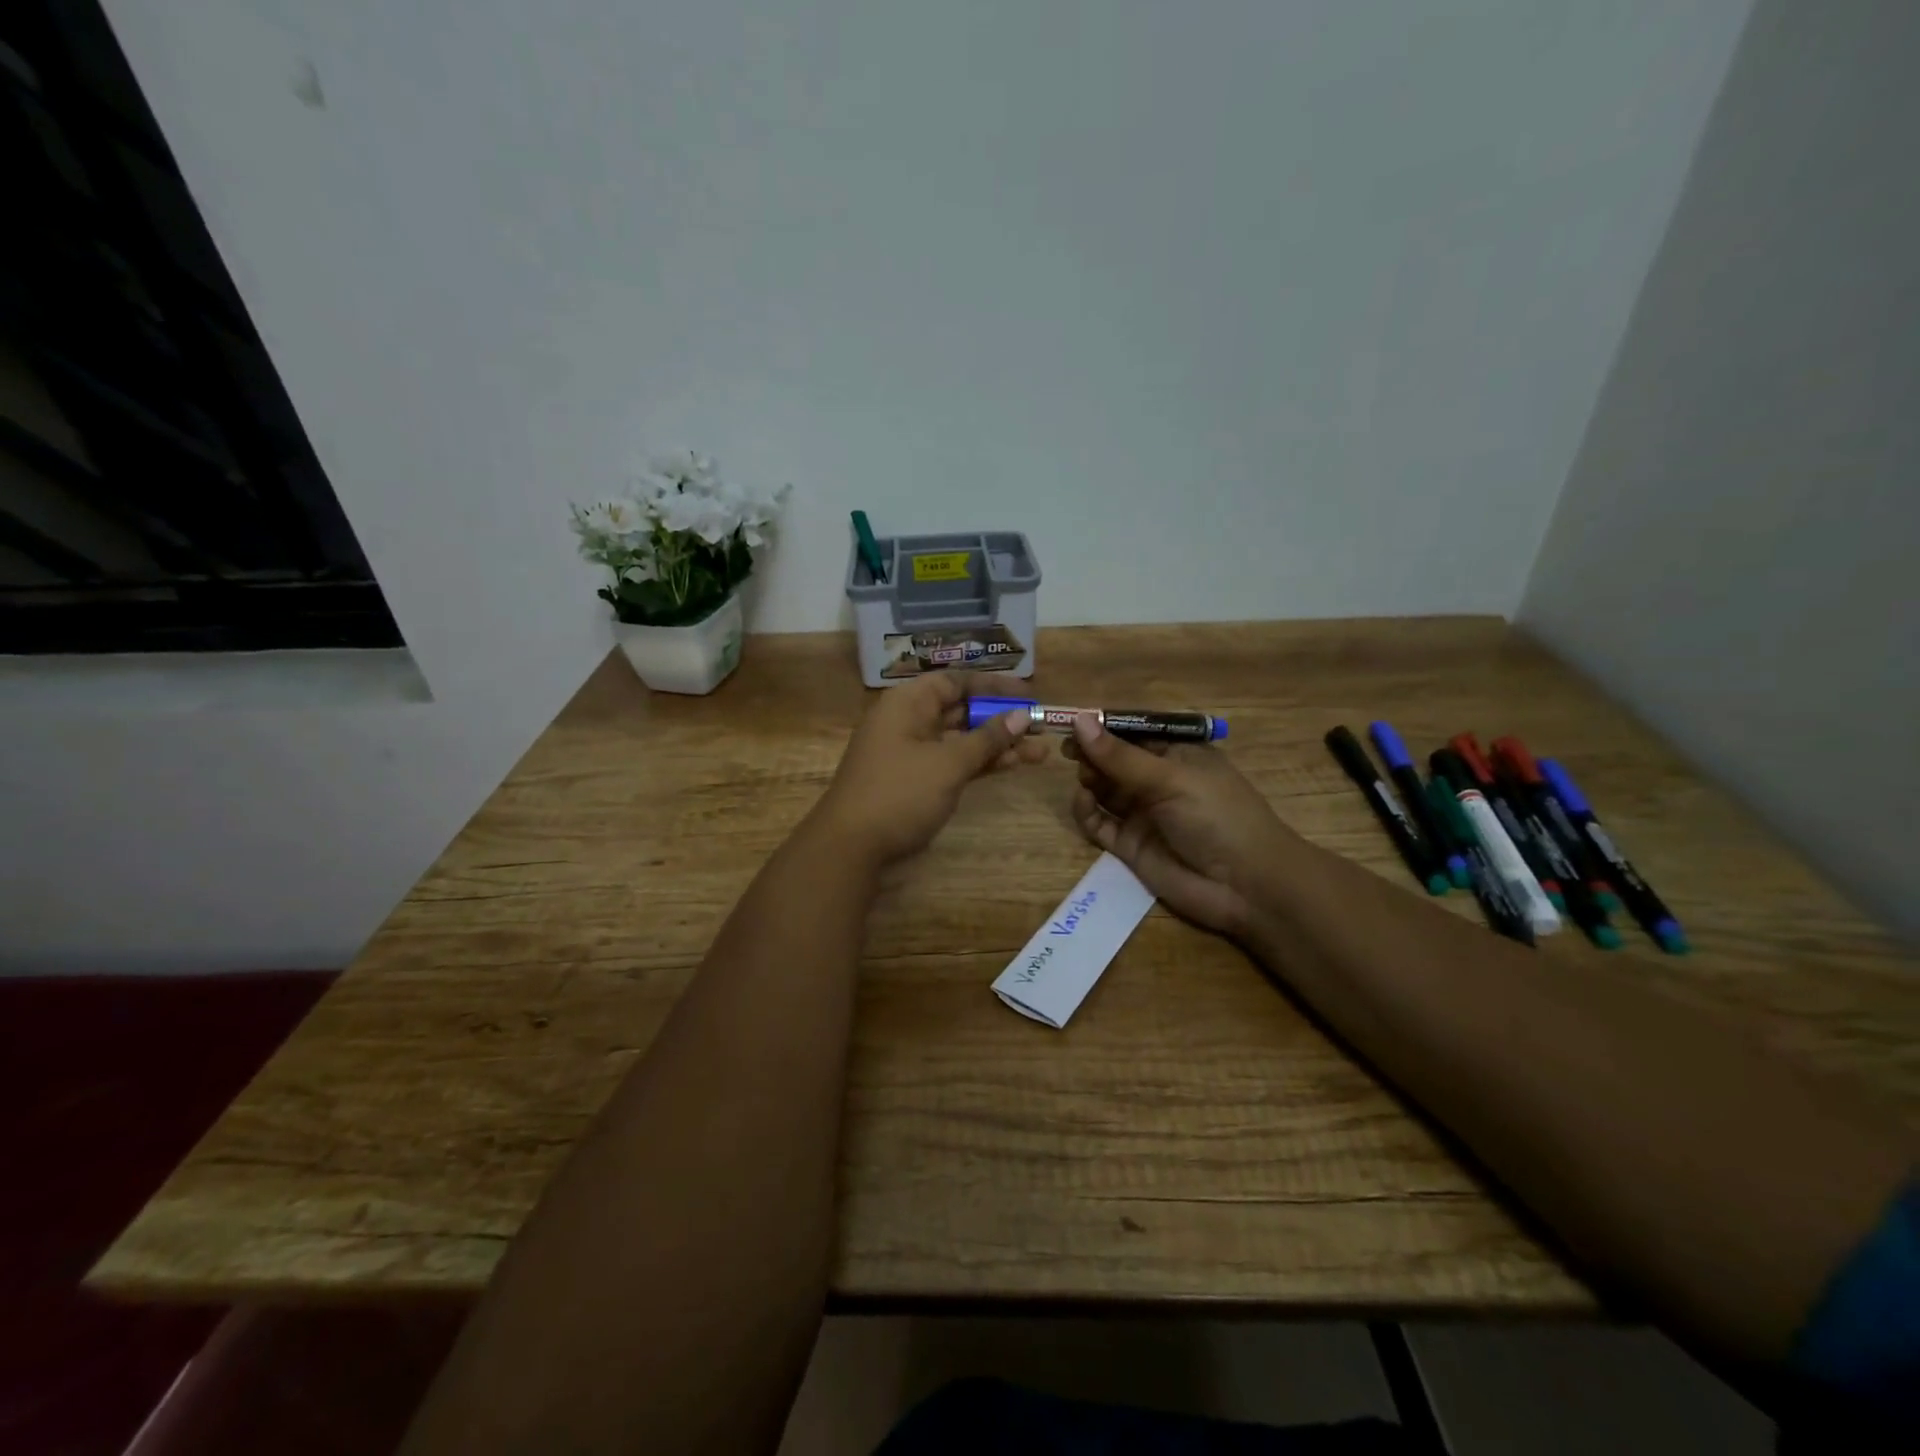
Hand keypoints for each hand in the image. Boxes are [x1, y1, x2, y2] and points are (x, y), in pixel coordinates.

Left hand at [812, 673, 1048, 867]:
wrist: (851, 846)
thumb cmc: (899, 793)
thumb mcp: (948, 763)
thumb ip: (987, 738)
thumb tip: (1022, 714)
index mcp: (908, 703)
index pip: (955, 681)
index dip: (993, 686)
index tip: (1028, 694)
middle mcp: (908, 721)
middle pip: (960, 710)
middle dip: (1001, 718)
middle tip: (1041, 726)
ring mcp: (911, 752)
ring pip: (960, 739)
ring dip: (997, 744)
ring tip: (1040, 752)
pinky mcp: (915, 780)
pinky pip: (953, 762)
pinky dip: (979, 763)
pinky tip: (1012, 765)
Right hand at [1065, 714, 1299, 938]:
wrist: (1245, 886)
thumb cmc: (1217, 816)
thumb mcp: (1170, 778)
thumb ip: (1120, 755)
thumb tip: (1079, 719)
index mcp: (1176, 754)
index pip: (1132, 732)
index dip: (1103, 726)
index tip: (1073, 722)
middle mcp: (1157, 780)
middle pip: (1113, 760)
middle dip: (1092, 753)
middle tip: (1071, 752)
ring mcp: (1142, 813)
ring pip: (1102, 789)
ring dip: (1089, 779)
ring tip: (1086, 779)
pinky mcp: (1129, 845)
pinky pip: (1098, 822)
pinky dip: (1086, 812)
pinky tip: (1084, 803)